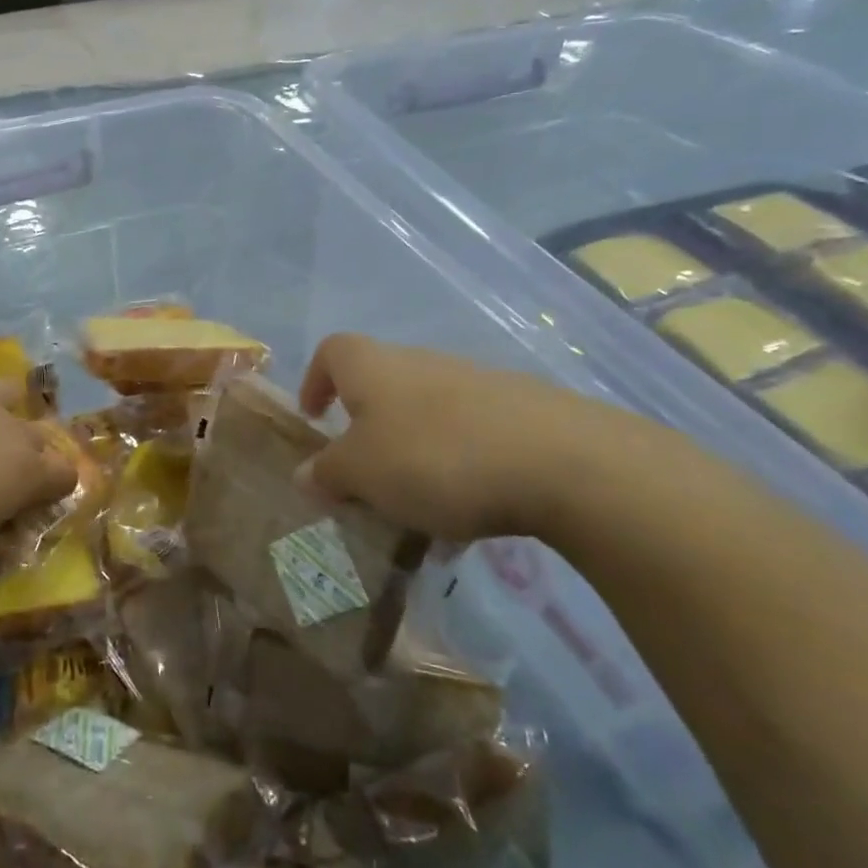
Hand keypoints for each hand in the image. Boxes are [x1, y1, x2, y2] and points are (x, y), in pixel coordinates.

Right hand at [296, 335, 643, 543]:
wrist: (563, 462)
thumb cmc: (434, 458)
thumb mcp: (362, 474)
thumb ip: (327, 473)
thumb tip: (304, 474)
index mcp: (374, 368)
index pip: (331, 352)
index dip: (315, 380)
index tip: (315, 419)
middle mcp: (422, 363)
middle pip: (381, 385)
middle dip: (368, 430)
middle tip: (365, 476)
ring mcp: (476, 384)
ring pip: (428, 416)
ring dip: (414, 455)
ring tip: (419, 508)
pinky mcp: (521, 411)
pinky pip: (472, 437)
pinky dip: (460, 469)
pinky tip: (471, 516)